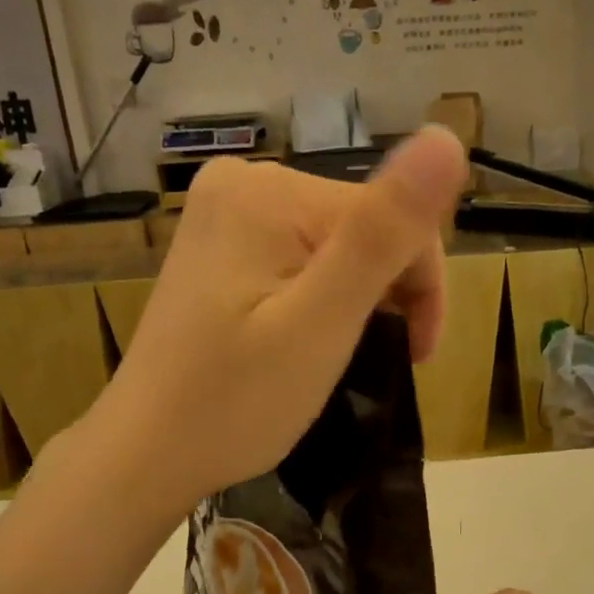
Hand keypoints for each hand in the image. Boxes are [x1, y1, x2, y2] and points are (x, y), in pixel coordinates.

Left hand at [95, 126, 467, 510]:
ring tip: (343, 353)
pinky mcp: (222, 243)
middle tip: (384, 358)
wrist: (147, 453)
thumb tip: (446, 139)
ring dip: (361, 296)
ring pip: (339, 242)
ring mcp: (227, 211)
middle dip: (389, 290)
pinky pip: (304, 254)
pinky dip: (325, 295)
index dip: (421, 286)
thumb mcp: (321, 323)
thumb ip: (383, 235)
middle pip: (365, 224)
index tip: (416, 354)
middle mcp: (244, 181)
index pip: (392, 215)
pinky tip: (312, 335)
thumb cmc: (236, 402)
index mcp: (271, 192)